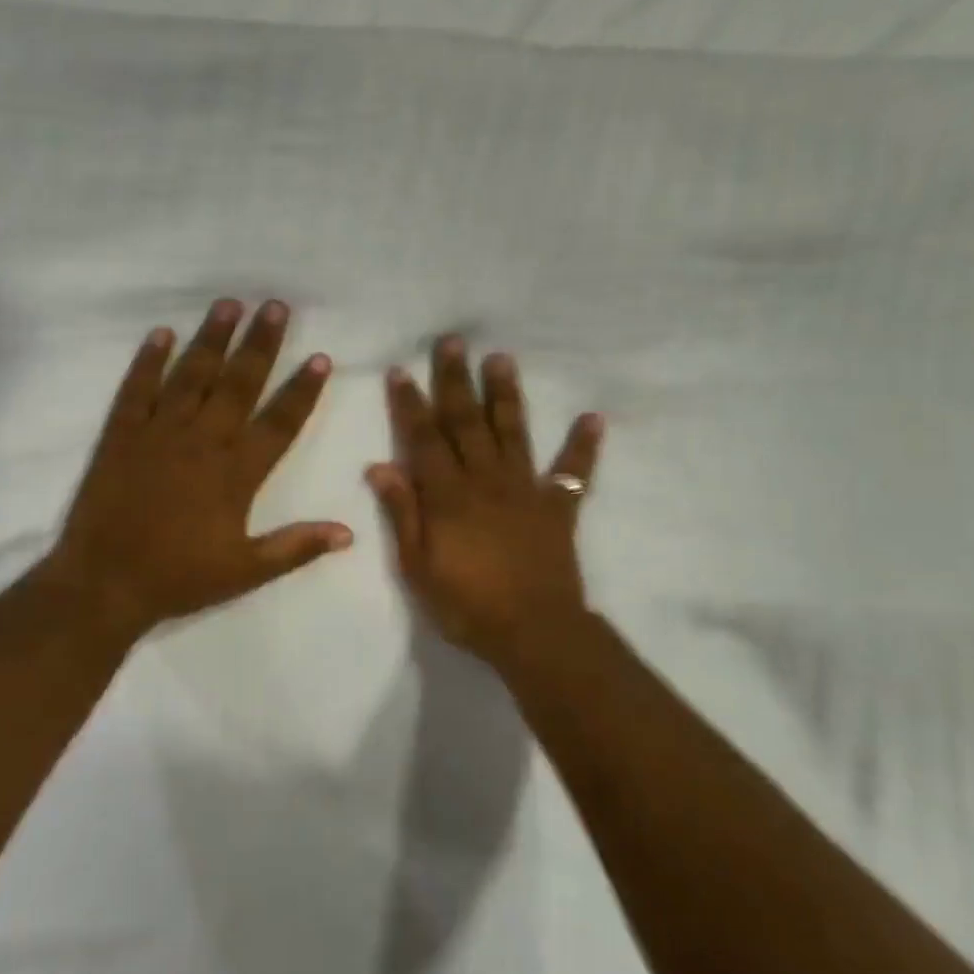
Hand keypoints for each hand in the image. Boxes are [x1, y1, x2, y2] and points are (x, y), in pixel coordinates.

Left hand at [43, 299, 352, 638]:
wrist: (104, 583)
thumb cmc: (179, 578)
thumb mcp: (246, 572)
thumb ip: (297, 547)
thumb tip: (348, 532)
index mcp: (235, 473)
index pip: (278, 422)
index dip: (302, 391)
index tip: (320, 358)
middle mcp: (202, 442)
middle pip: (238, 384)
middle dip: (260, 344)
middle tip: (276, 306)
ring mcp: (158, 433)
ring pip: (191, 376)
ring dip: (211, 338)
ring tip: (229, 304)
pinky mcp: (121, 435)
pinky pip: (136, 389)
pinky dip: (148, 360)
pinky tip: (161, 333)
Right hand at [367, 336, 603, 665]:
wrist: (533, 632)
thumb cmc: (467, 605)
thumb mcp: (418, 567)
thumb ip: (402, 513)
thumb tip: (380, 466)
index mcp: (448, 495)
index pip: (424, 439)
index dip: (410, 404)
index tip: (401, 370)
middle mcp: (486, 480)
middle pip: (467, 422)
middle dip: (456, 381)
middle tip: (452, 341)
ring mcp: (526, 490)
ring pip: (513, 432)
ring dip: (506, 394)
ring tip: (502, 358)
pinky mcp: (559, 507)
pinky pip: (574, 471)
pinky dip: (583, 444)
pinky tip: (593, 417)